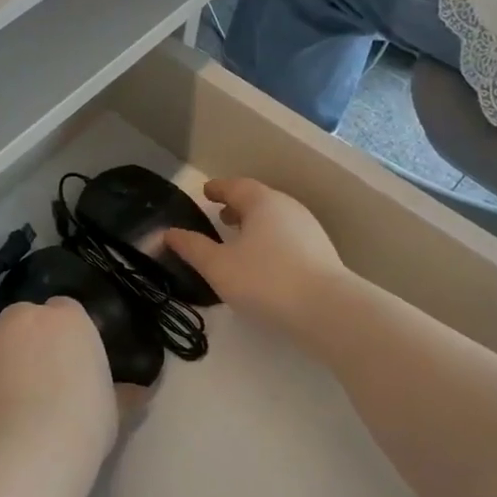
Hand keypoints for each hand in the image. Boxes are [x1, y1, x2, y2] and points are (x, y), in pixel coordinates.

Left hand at [0, 298, 117, 461]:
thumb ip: (122, 392)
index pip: (65, 310)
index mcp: (68, 318)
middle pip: (25, 320)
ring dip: (3, 363)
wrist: (29, 449)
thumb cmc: (84, 422)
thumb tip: (139, 393)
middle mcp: (24, 318)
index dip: (65, 334)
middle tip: (40, 379)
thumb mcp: (114, 408)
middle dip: (29, 340)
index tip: (69, 361)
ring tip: (11, 404)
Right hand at [166, 177, 346, 333]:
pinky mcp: (322, 253)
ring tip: (240, 239)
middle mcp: (288, 208)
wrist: (328, 310)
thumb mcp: (218, 266)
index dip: (218, 189)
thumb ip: (193, 248)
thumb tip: (169, 233)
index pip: (235, 186)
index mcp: (262, 202)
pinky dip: (271, 239)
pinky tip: (265, 261)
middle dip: (238, 206)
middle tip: (221, 216)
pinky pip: (288, 236)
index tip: (206, 192)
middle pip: (258, 200)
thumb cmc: (265, 280)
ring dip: (255, 224)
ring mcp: (309, 229)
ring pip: (276, 218)